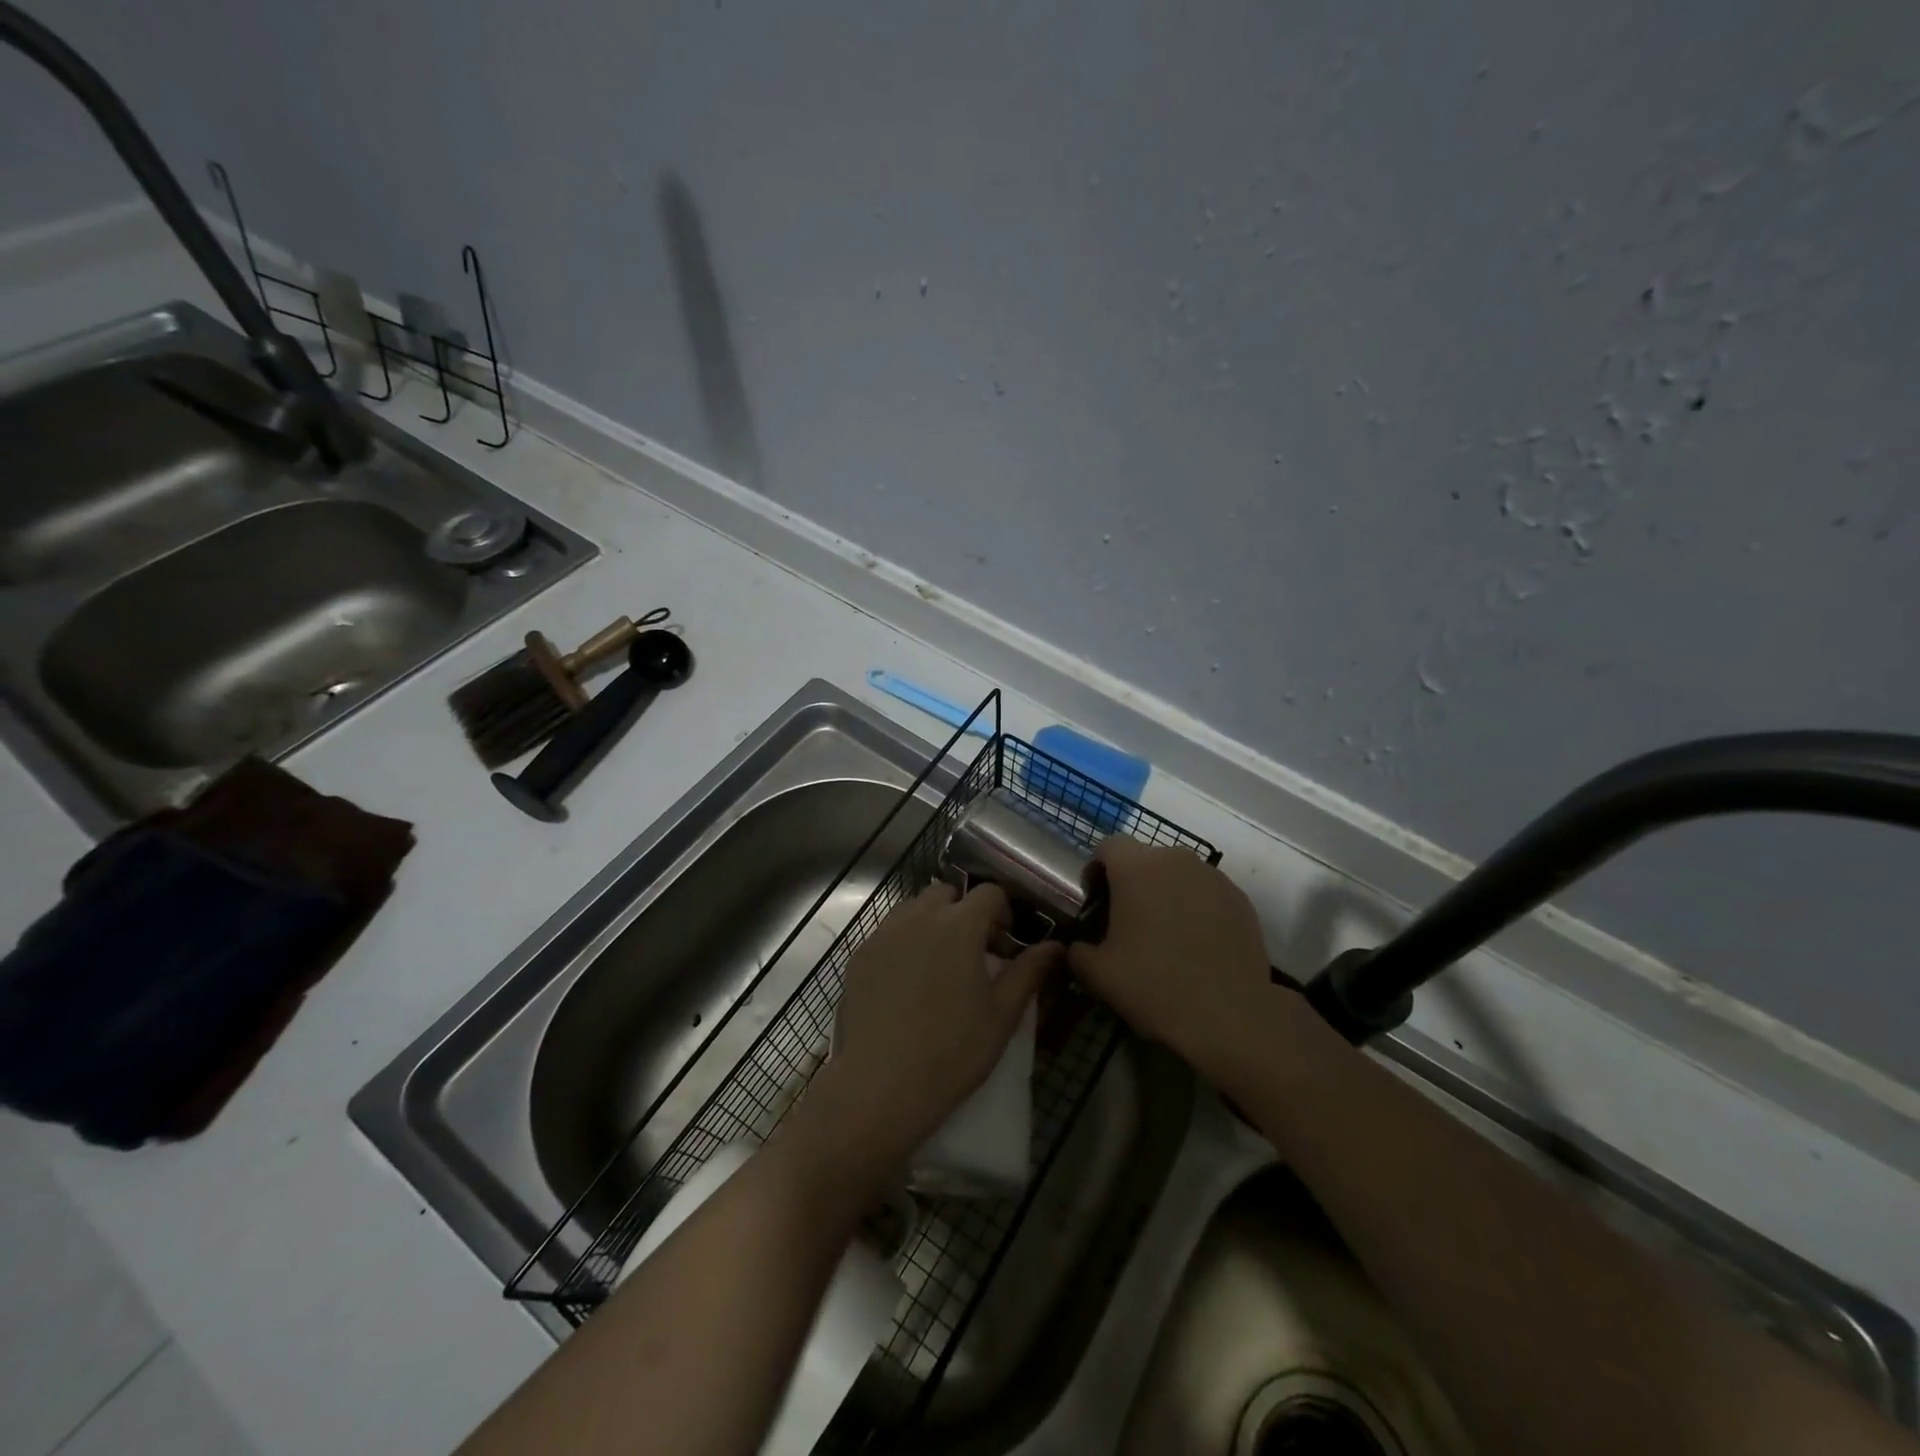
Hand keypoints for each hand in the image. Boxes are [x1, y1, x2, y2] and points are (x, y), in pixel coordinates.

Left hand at [828, 883, 1059, 1165]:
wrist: (879, 1085)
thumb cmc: (952, 1051)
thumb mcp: (1002, 1015)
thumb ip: (1029, 972)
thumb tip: (1055, 946)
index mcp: (960, 924)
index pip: (989, 892)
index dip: (1003, 910)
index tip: (1005, 942)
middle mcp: (920, 916)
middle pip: (947, 893)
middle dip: (964, 911)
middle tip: (973, 951)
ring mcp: (885, 933)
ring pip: (913, 908)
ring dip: (931, 921)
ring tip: (938, 963)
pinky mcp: (860, 954)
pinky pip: (888, 932)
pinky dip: (903, 941)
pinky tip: (906, 981)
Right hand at [1067, 837, 1270, 1065]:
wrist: (1231, 1018)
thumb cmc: (1154, 986)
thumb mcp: (1096, 974)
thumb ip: (1076, 950)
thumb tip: (1077, 946)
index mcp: (1136, 867)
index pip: (1108, 847)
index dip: (1096, 870)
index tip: (1095, 904)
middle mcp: (1176, 859)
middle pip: (1144, 859)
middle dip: (1131, 883)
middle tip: (1126, 923)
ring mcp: (1213, 877)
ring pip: (1177, 875)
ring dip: (1164, 894)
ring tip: (1163, 936)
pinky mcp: (1240, 899)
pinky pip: (1206, 893)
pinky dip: (1195, 908)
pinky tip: (1195, 945)